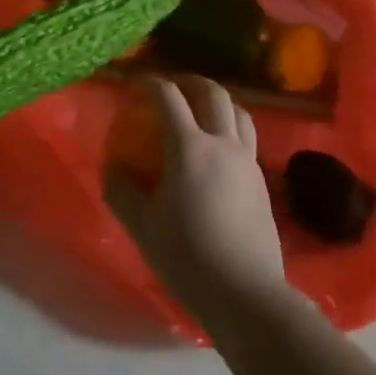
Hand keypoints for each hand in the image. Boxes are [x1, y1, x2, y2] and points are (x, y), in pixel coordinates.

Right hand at [105, 76, 287, 331]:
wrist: (245, 292)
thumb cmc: (187, 257)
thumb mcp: (142, 226)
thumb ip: (122, 191)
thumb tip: (113, 166)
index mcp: (189, 148)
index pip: (168, 97)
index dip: (150, 83)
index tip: (137, 83)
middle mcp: (222, 144)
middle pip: (212, 94)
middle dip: (191, 82)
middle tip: (175, 86)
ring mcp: (247, 160)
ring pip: (239, 111)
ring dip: (219, 101)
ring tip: (203, 109)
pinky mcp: (262, 180)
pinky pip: (248, 138)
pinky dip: (232, 127)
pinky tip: (221, 149)